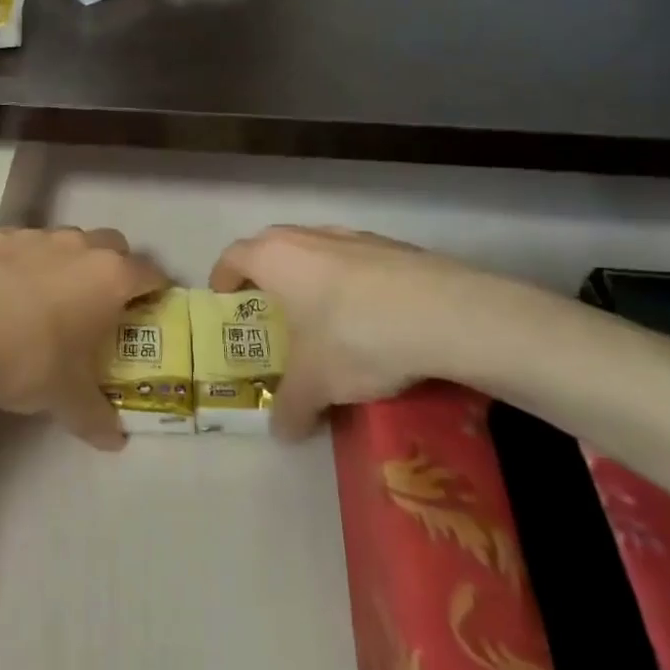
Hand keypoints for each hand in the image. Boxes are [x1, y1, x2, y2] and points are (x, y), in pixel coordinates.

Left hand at [0, 227, 167, 449]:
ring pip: (65, 240)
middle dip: (113, 267)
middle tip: (98, 303)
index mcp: (109, 278)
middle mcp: (78, 246)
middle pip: (112, 245)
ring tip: (46, 298)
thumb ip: (95, 417)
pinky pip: (20, 244)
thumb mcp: (65, 398)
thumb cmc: (26, 360)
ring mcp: (34, 236)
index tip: (150, 307)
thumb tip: (115, 441)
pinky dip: (21, 261)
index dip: (154, 290)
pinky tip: (0, 290)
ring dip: (66, 262)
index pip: (149, 273)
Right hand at [210, 226, 573, 439]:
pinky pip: (356, 261)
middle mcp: (308, 237)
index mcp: (275, 257)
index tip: (224, 300)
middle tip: (270, 311)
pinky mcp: (393, 247)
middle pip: (271, 246)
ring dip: (310, 277)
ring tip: (322, 316)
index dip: (223, 278)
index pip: (233, 256)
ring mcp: (353, 236)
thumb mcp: (316, 384)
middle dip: (265, 275)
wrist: (446, 314)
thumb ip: (290, 407)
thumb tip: (281, 433)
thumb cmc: (354, 336)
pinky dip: (351, 282)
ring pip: (316, 250)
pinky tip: (371, 318)